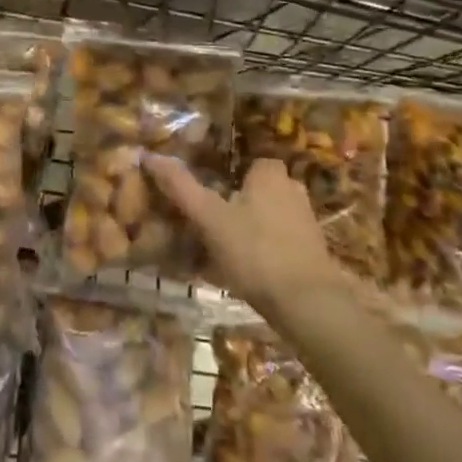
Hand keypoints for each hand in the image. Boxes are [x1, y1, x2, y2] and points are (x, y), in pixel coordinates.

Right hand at [144, 154, 345, 316]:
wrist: (308, 305)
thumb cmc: (255, 251)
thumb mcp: (209, 217)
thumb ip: (181, 187)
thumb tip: (149, 155)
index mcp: (271, 176)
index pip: (251, 164)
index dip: (230, 177)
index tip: (209, 195)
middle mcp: (293, 193)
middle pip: (259, 192)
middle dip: (239, 205)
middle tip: (209, 225)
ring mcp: (306, 226)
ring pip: (268, 221)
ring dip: (248, 232)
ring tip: (219, 253)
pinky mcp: (312, 257)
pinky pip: (279, 247)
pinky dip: (262, 256)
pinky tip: (241, 276)